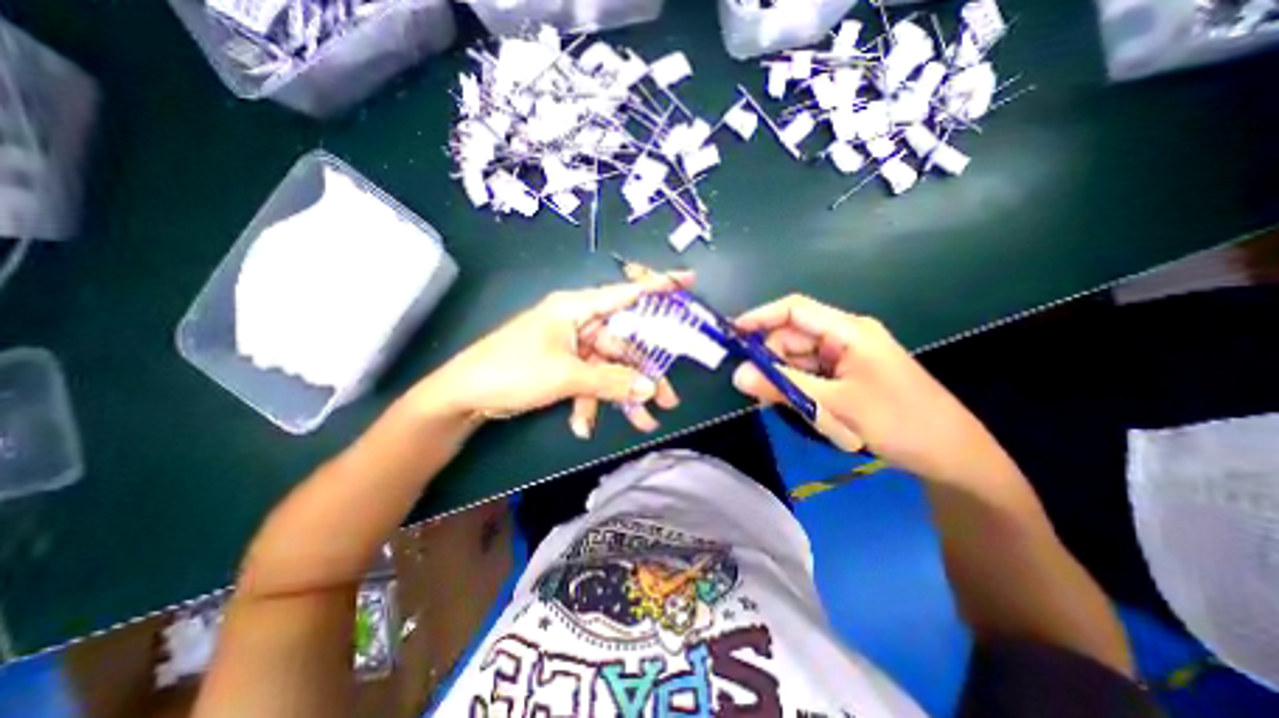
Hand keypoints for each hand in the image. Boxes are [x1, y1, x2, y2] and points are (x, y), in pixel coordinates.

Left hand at [426, 272, 688, 430]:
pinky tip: (583, 425)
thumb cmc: (513, 370)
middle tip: (668, 400)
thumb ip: (611, 381)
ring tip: (640, 422)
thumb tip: (651, 388)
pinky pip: (588, 381)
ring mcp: (571, 346)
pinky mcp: (563, 365)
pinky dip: (590, 402)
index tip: (689, 281)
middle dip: (643, 375)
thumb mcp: (565, 376)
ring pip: (608, 369)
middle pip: (623, 346)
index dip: (659, 287)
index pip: (626, 293)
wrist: (464, 396)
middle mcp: (578, 322)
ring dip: (620, 396)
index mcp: (577, 309)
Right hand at [734, 296, 1016, 477]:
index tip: (731, 335)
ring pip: (799, 360)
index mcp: (847, 331)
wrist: (952, 455)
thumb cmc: (899, 421)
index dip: (760, 317)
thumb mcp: (834, 404)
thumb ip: (782, 386)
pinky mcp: (847, 376)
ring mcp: (846, 358)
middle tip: (756, 391)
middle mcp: (844, 337)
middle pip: (792, 338)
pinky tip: (805, 411)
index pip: (794, 310)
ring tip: (790, 408)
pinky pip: (811, 376)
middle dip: (772, 361)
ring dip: (787, 381)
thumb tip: (737, 376)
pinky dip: (801, 391)